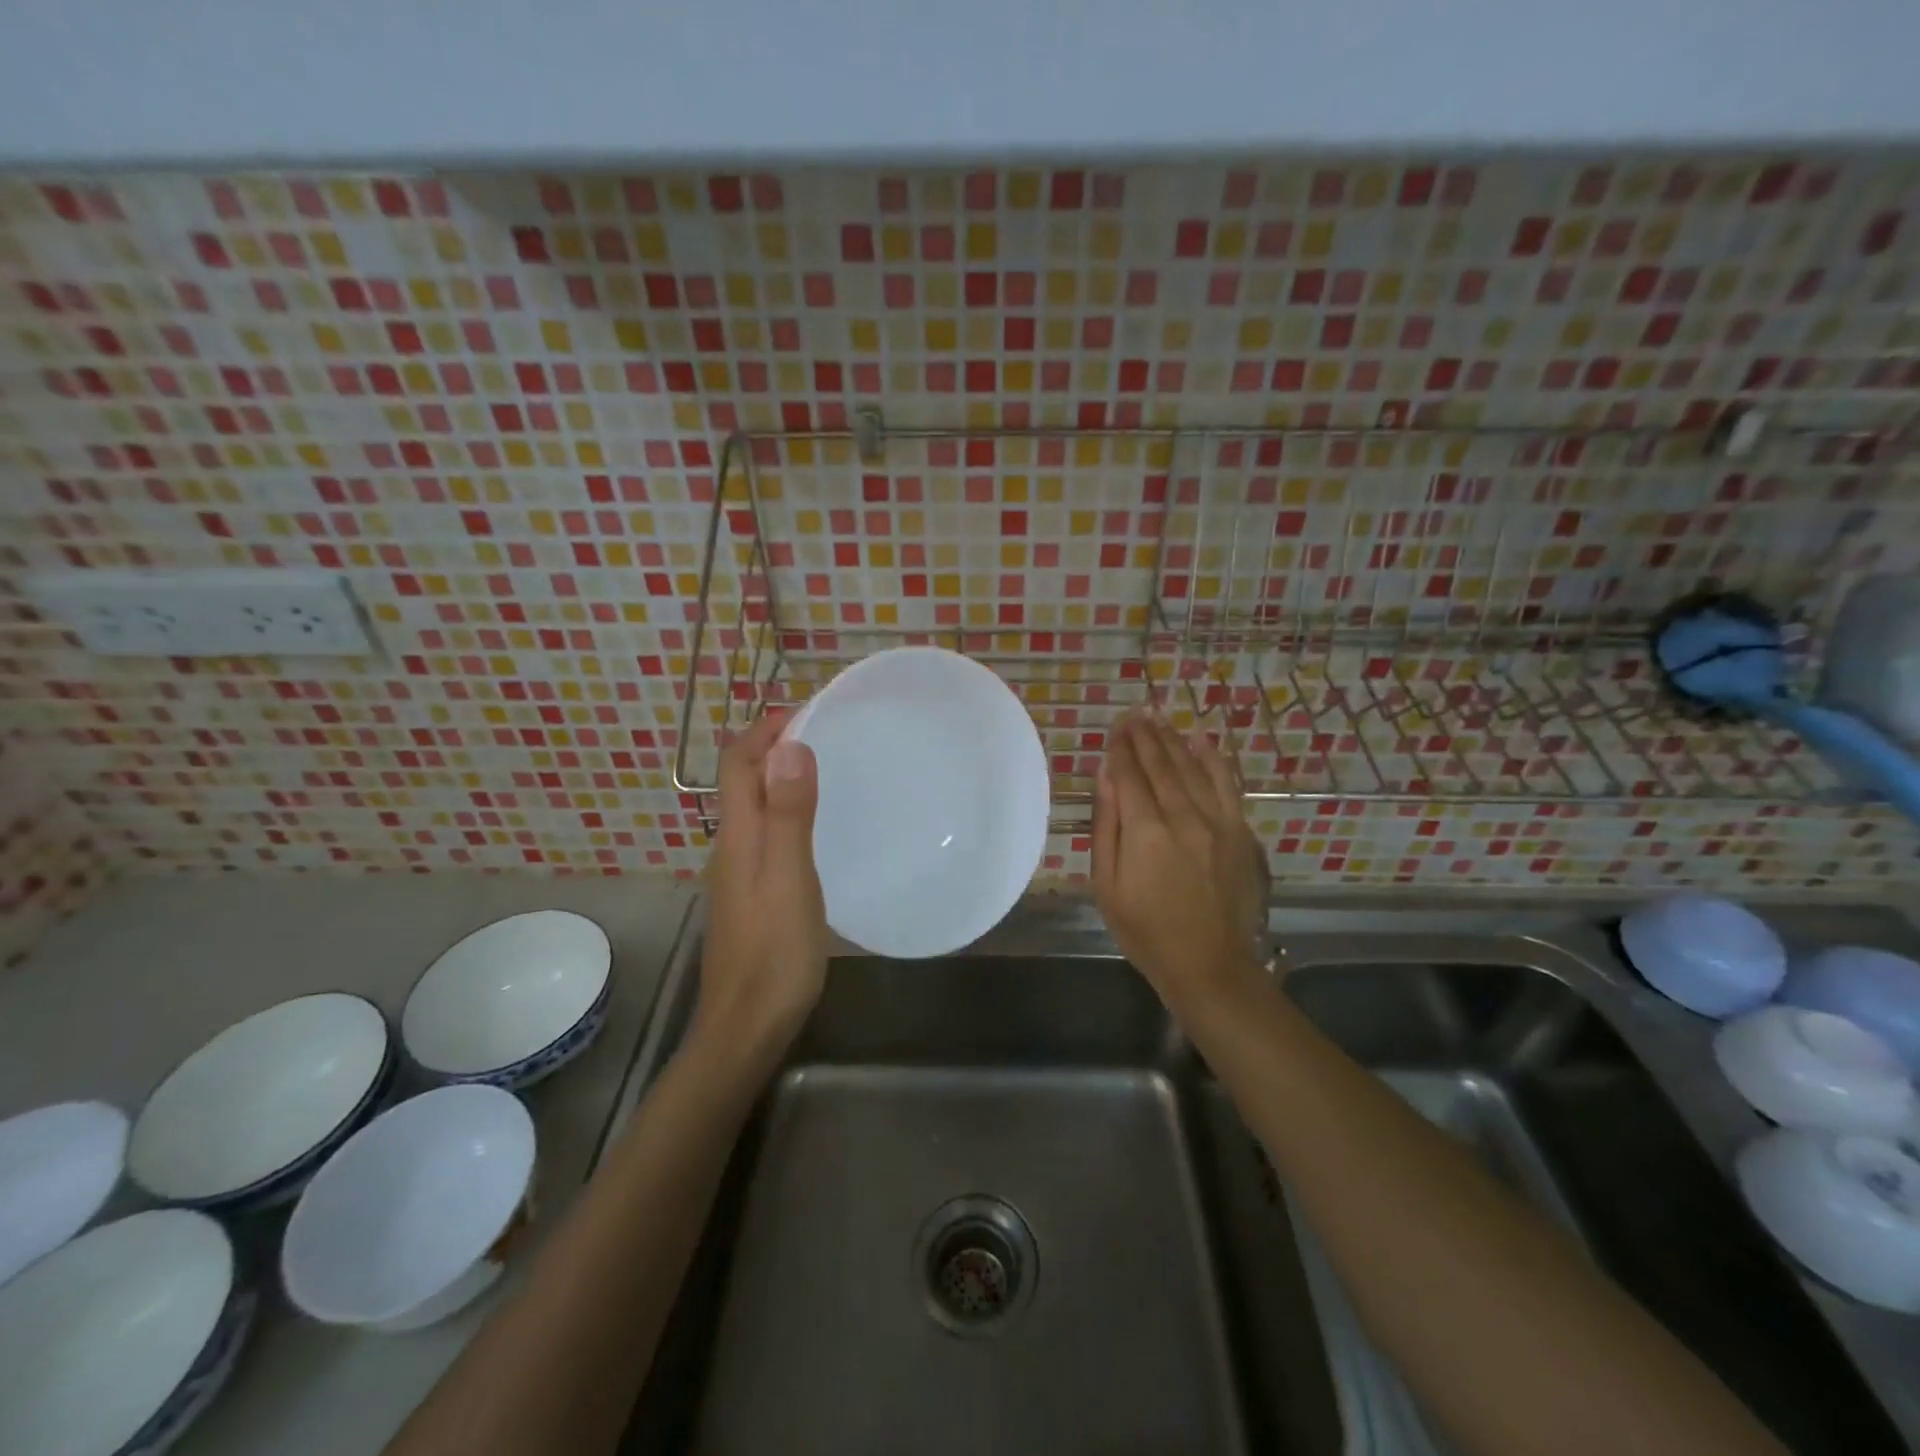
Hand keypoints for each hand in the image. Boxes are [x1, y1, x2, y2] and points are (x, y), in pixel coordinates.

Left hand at [697, 709, 828, 1060]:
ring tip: (827, 766)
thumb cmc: (774, 953)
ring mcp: (738, 872)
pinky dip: (786, 808)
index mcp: (738, 835)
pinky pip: (765, 832)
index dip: (766, 727)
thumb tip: (788, 745)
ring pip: (754, 805)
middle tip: (827, 731)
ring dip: (781, 775)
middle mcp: (731, 845)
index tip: (809, 708)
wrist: (746, 1027)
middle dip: (775, 744)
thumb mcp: (789, 878)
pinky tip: (817, 825)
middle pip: (742, 778)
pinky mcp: (751, 894)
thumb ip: (788, 814)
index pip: (738, 761)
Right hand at [1092, 712, 1267, 1005]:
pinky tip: (1201, 740)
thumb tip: (1105, 777)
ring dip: (1173, 740)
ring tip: (1158, 719)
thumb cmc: (1145, 931)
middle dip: (1144, 736)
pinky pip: (1227, 784)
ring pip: (1192, 768)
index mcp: (1145, 832)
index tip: (1114, 727)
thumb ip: (1106, 826)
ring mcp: (1217, 822)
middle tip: (1132, 714)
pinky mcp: (1239, 832)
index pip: (1129, 775)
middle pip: (1161, 765)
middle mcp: (1183, 816)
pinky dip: (1214, 759)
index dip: (1120, 748)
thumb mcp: (1107, 885)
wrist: (1209, 964)